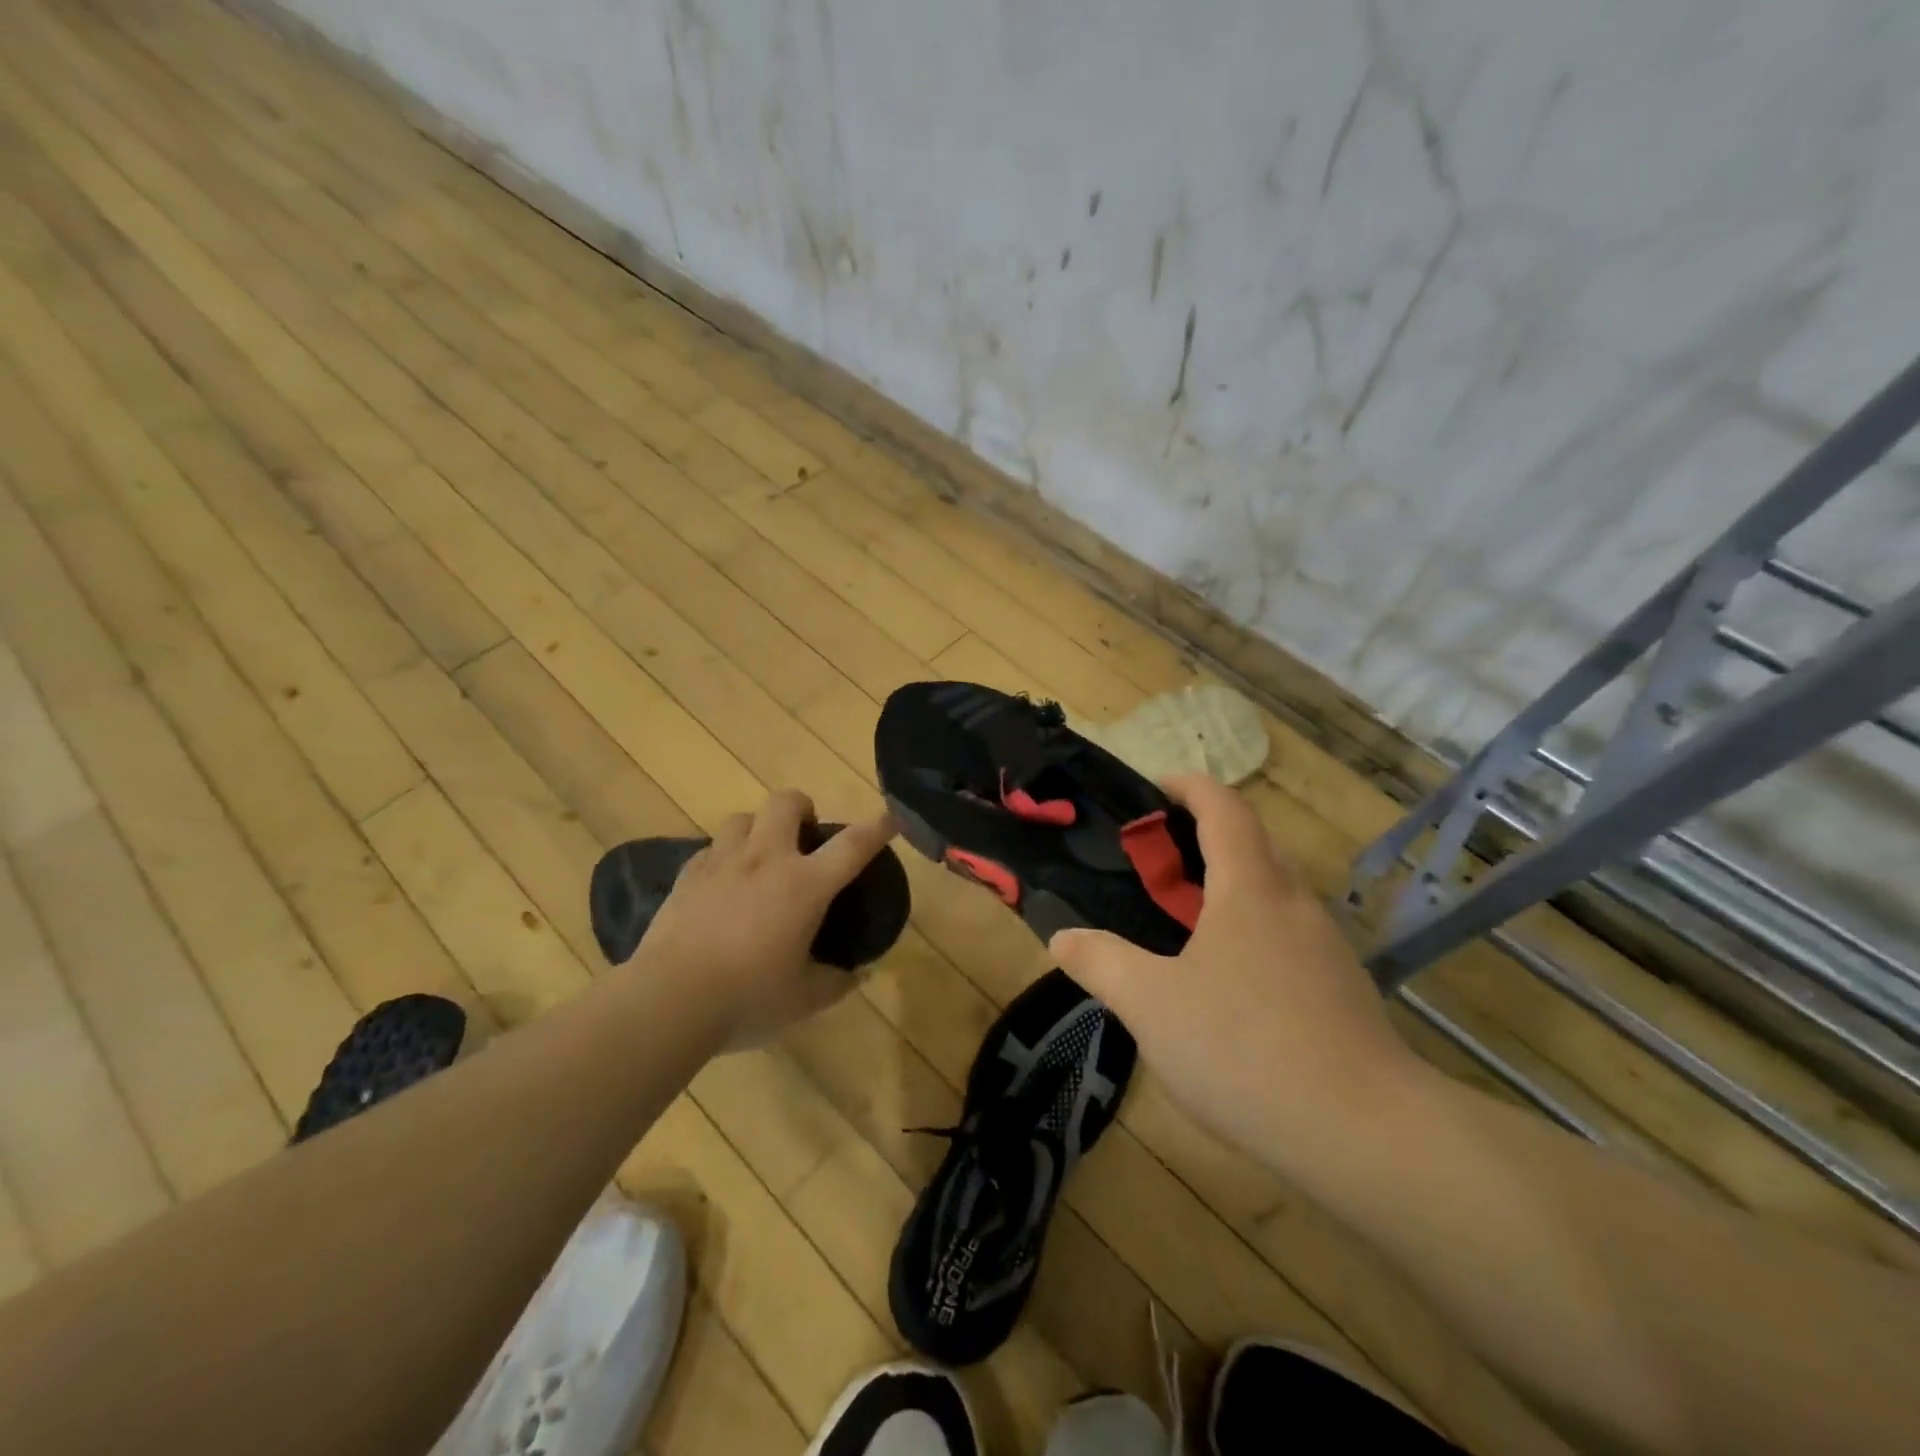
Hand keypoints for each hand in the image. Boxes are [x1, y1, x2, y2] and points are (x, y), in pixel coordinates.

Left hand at [638, 790, 896, 1049]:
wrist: (669, 1000)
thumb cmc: (748, 998)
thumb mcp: (804, 1000)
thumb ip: (836, 982)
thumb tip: (857, 975)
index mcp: (805, 885)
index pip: (852, 845)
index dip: (876, 828)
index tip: (889, 818)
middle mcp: (766, 860)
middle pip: (786, 802)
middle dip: (802, 807)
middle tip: (805, 835)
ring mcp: (722, 863)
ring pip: (743, 818)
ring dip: (758, 828)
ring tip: (760, 857)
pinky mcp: (687, 876)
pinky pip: (711, 848)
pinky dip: (724, 857)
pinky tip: (723, 884)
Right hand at [1050, 775, 1427, 1169]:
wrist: (1367, 1135)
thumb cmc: (1245, 1048)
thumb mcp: (1151, 1005)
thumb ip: (1101, 963)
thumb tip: (1062, 938)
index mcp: (1250, 889)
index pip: (1224, 809)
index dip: (1190, 786)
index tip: (1158, 786)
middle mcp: (1295, 905)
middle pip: (1256, 844)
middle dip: (1209, 835)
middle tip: (1161, 862)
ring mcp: (1328, 949)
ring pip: (1277, 893)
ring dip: (1234, 887)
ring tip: (1188, 922)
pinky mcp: (1345, 992)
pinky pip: (1292, 937)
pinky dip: (1256, 932)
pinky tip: (1232, 984)